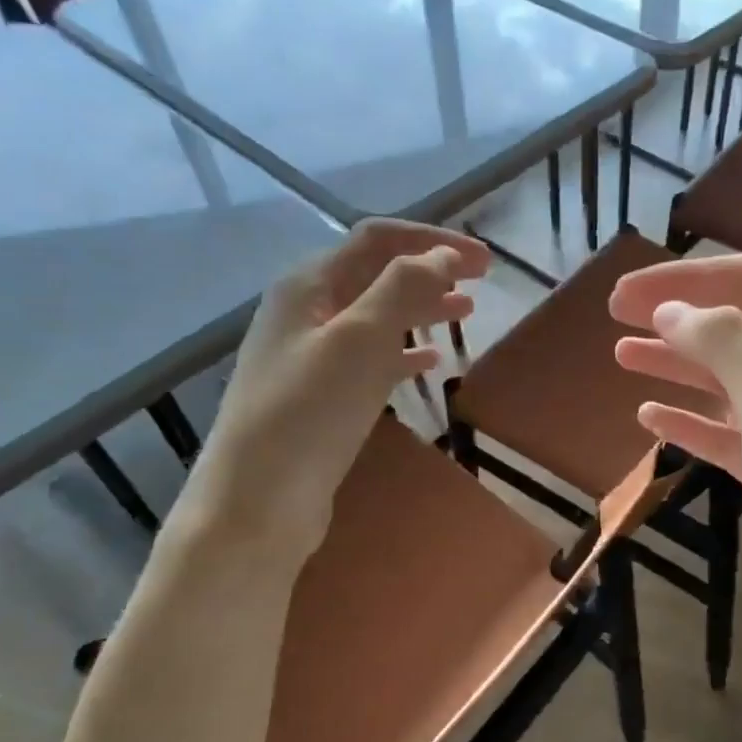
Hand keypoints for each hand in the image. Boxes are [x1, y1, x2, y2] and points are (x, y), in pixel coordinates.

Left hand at [181, 219, 488, 553]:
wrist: (257, 502)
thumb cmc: (308, 412)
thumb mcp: (358, 339)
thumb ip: (403, 288)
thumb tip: (446, 255)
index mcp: (309, 285)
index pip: (378, 239)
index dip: (433, 241)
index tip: (484, 259)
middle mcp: (307, 311)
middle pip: (377, 274)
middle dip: (432, 271)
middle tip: (483, 281)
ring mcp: (312, 355)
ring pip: (378, 316)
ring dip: (422, 308)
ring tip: (466, 314)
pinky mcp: (323, 395)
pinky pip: (371, 358)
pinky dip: (404, 352)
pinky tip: (431, 362)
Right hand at [609, 256, 741, 672]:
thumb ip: (727, 344)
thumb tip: (672, 310)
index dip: (683, 280)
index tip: (622, 294)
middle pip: (736, 326)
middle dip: (676, 317)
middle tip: (612, 318)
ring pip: (729, 380)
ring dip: (678, 365)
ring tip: (623, 357)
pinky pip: (730, 433)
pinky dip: (692, 422)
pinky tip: (653, 419)